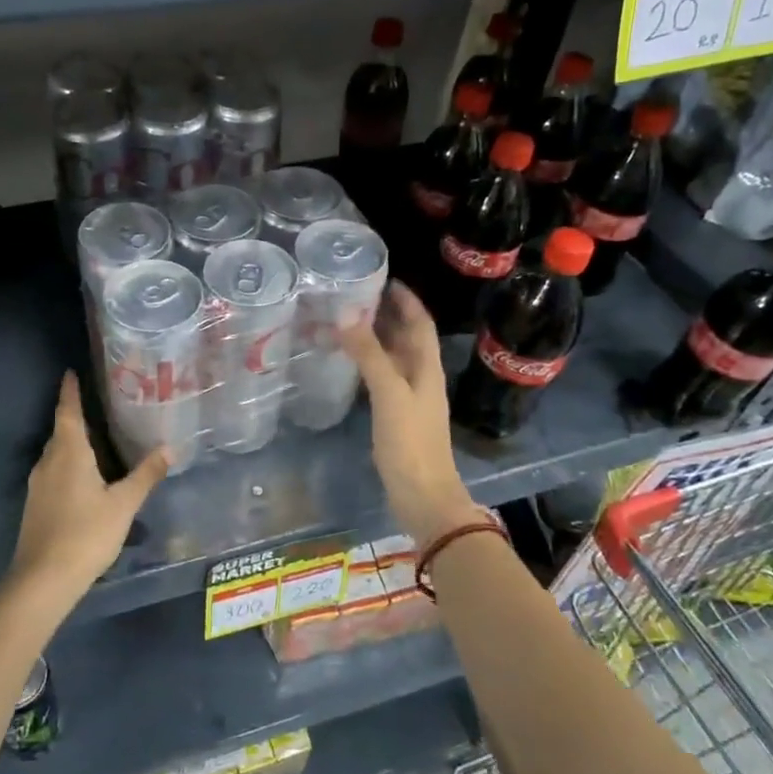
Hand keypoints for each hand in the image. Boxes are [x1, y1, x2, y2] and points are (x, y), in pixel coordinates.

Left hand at [11, 372, 168, 606]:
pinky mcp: (36, 505)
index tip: (71, 372)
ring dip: (71, 442)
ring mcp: (38, 485)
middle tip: (96, 405)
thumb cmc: (87, 533)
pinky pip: (53, 472)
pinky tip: (83, 477)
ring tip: (94, 438)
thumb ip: (146, 475)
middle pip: (61, 431)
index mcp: (69, 453)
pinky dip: (67, 464)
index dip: (70, 391)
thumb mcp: (123, 504)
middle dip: (74, 416)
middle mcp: (49, 462)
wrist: (43, 579)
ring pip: (56, 453)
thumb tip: (170, 448)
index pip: (68, 411)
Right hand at [341, 284, 485, 546]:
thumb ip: (369, 354)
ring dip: (375, 339)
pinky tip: (347, 364)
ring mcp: (409, 398)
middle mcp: (421, 377)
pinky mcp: (396, 417)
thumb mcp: (389, 394)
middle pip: (407, 337)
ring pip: (393, 358)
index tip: (384, 278)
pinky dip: (368, 364)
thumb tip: (346, 314)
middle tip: (354, 296)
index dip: (406, 299)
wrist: (423, 496)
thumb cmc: (411, 442)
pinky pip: (382, 379)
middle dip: (387, 314)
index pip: (420, 323)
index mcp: (427, 368)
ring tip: (345, 323)